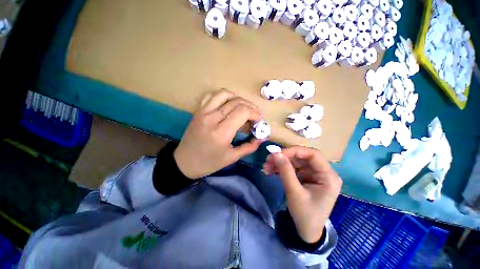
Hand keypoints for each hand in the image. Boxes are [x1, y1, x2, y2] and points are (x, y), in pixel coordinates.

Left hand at [174, 89, 264, 178]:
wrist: (184, 162)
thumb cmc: (209, 162)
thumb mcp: (232, 158)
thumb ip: (249, 147)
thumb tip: (262, 138)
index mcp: (221, 132)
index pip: (242, 111)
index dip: (254, 113)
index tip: (259, 120)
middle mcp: (212, 118)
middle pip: (236, 102)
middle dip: (250, 107)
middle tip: (255, 116)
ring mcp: (203, 112)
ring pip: (224, 94)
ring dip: (238, 98)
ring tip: (243, 108)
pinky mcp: (198, 111)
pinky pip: (212, 96)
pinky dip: (223, 97)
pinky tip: (228, 105)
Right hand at [263, 146, 341, 242]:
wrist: (306, 231)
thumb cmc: (305, 215)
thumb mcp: (294, 192)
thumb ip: (286, 171)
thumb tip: (276, 154)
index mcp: (328, 176)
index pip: (313, 155)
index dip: (295, 151)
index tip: (278, 153)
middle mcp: (322, 172)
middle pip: (302, 157)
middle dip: (284, 157)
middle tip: (268, 159)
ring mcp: (313, 174)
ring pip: (295, 162)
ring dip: (280, 163)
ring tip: (266, 166)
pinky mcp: (305, 177)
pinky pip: (292, 168)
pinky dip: (281, 168)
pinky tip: (270, 170)